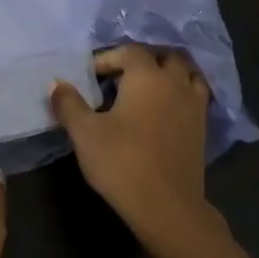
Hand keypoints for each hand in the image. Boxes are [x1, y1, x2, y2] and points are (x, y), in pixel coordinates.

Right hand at [48, 44, 211, 240]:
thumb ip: (68, 103)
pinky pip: (195, 96)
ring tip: (146, 89)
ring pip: (187, 73)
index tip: (90, 77)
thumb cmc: (121, 162)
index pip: (129, 51)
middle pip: (165, 56)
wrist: (166, 206)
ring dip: (168, 73)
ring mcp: (194, 105)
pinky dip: (181, 92)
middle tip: (120, 78)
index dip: (107, 58)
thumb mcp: (84, 132)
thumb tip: (56, 83)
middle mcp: (175, 83)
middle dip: (142, 60)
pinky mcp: (202, 127)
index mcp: (147, 76)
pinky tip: (164, 110)